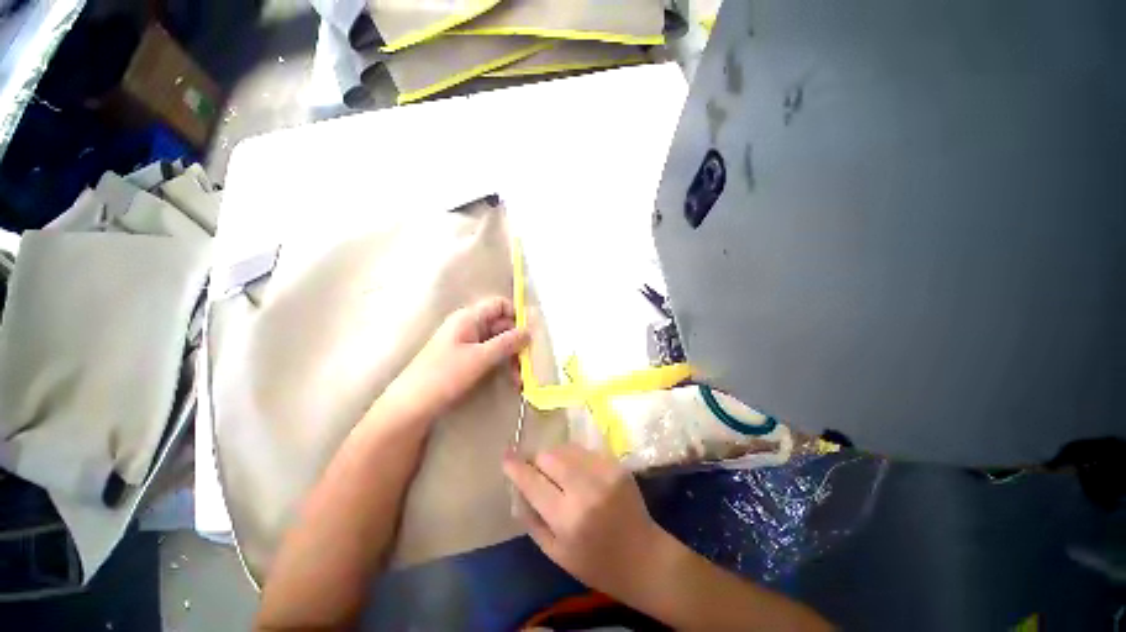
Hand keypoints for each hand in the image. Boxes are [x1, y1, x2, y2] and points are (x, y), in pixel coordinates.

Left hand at [384, 297, 528, 421]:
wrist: (411, 406)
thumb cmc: (444, 375)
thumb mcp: (480, 358)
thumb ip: (507, 342)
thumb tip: (530, 331)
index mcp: (469, 317)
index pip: (499, 304)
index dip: (517, 314)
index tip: (532, 332)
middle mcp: (469, 326)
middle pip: (502, 325)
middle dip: (517, 342)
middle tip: (530, 362)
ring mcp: (468, 344)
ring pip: (499, 343)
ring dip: (512, 357)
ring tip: (521, 378)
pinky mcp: (467, 360)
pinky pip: (491, 356)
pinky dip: (503, 365)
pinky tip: (512, 381)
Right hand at [502, 444, 673, 600]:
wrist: (643, 557)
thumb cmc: (595, 563)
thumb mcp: (556, 553)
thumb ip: (532, 520)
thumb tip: (518, 488)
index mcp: (567, 518)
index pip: (533, 482)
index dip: (516, 466)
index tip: (506, 456)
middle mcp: (585, 490)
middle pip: (549, 456)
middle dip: (538, 460)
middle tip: (537, 469)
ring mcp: (604, 473)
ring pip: (567, 448)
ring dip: (556, 456)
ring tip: (558, 470)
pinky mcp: (617, 465)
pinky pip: (586, 451)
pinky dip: (575, 457)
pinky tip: (578, 470)